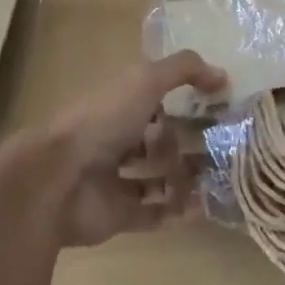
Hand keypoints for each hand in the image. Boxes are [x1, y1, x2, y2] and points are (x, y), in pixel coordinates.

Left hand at [41, 51, 226, 247]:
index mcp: (118, 105)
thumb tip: (223, 75)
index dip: (187, 103)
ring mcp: (115, 180)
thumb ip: (184, 70)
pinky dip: (177, 211)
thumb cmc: (102, 121)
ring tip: (220, 179)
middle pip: (160, 141)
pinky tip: (201, 206)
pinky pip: (153, 213)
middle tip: (226, 148)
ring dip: (188, 178)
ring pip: (159, 178)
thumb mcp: (144, 80)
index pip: (157, 101)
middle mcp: (115, 140)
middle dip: (191, 144)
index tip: (221, 109)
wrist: (57, 179)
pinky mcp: (117, 214)